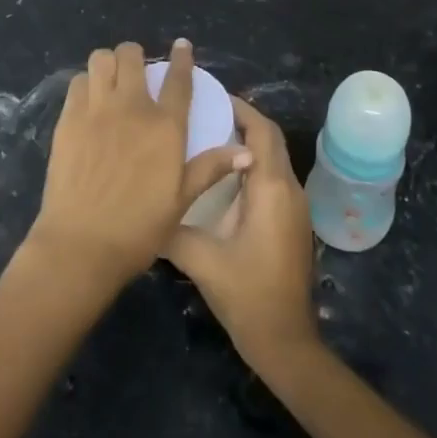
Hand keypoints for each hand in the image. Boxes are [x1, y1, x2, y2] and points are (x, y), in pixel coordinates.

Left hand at [26, 40, 248, 292]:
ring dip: (108, 64)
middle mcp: (131, 107)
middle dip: (135, 56)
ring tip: (111, 81)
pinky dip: (86, 83)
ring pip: (100, 60)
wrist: (82, 243)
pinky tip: (89, 101)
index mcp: (165, 126)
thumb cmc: (139, 227)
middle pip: (131, 56)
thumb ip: (210, 168)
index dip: (181, 58)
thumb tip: (247, 152)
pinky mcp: (68, 119)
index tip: (181, 46)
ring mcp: (96, 110)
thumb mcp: (182, 200)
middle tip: (136, 73)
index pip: (177, 79)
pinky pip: (77, 83)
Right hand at [164, 98, 319, 373]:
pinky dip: (251, 165)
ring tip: (207, 135)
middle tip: (204, 111)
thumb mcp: (201, 259)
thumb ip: (171, 228)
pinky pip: (273, 177)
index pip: (261, 130)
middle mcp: (289, 189)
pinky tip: (221, 176)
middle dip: (242, 119)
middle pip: (270, 139)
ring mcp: (294, 207)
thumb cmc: (247, 295)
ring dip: (247, 142)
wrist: (285, 341)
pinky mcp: (291, 222)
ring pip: (273, 158)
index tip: (208, 96)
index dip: (239, 108)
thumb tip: (142, 205)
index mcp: (271, 189)